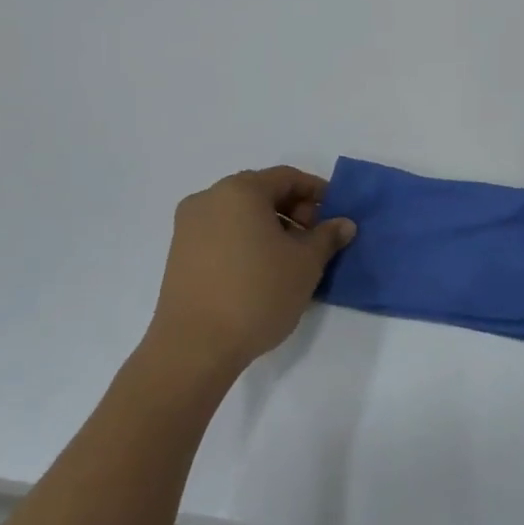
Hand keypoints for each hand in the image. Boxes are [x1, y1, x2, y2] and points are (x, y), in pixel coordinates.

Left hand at [144, 167, 355, 374]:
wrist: (195, 346)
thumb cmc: (258, 293)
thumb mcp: (306, 264)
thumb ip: (328, 237)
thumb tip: (344, 224)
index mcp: (240, 191)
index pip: (287, 177)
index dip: (317, 192)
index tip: (336, 213)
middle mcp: (209, 200)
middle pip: (261, 192)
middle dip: (294, 210)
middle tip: (316, 238)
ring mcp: (188, 227)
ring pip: (241, 214)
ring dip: (271, 227)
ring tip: (293, 258)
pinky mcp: (180, 254)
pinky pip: (223, 234)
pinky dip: (248, 241)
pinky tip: (264, 270)